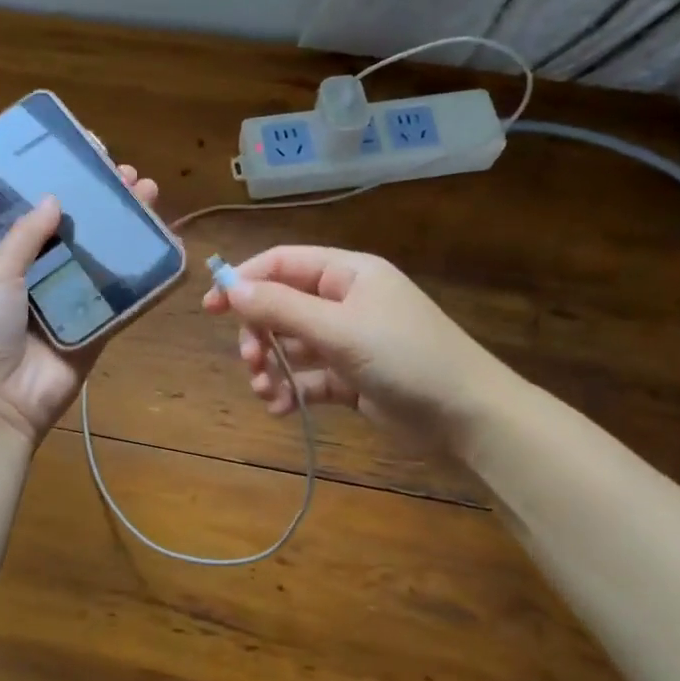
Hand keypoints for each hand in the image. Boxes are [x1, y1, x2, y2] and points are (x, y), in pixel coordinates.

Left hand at [0, 165, 160, 444]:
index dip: (66, 188)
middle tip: (130, 176)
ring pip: (106, 260)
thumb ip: (25, 237)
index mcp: (12, 263)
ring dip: (128, 230)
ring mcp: (73, 305)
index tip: (89, 158)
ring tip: (151, 197)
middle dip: (105, 203)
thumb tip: (55, 199)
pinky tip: (168, 250)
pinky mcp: (99, 331)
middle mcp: (44, 279)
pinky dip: (147, 279)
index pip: (43, 216)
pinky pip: (126, 302)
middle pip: (82, 234)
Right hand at [201, 246, 522, 447]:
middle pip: (281, 307)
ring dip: (271, 367)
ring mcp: (348, 341)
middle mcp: (345, 301)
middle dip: (259, 334)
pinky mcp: (352, 378)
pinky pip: (308, 378)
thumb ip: (281, 307)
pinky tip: (282, 409)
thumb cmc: (405, 357)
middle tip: (251, 361)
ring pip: (291, 346)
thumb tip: (229, 287)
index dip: (244, 280)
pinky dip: (291, 391)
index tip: (210, 308)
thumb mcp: (339, 329)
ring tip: (266, 392)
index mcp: (347, 274)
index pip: (282, 263)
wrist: (468, 416)